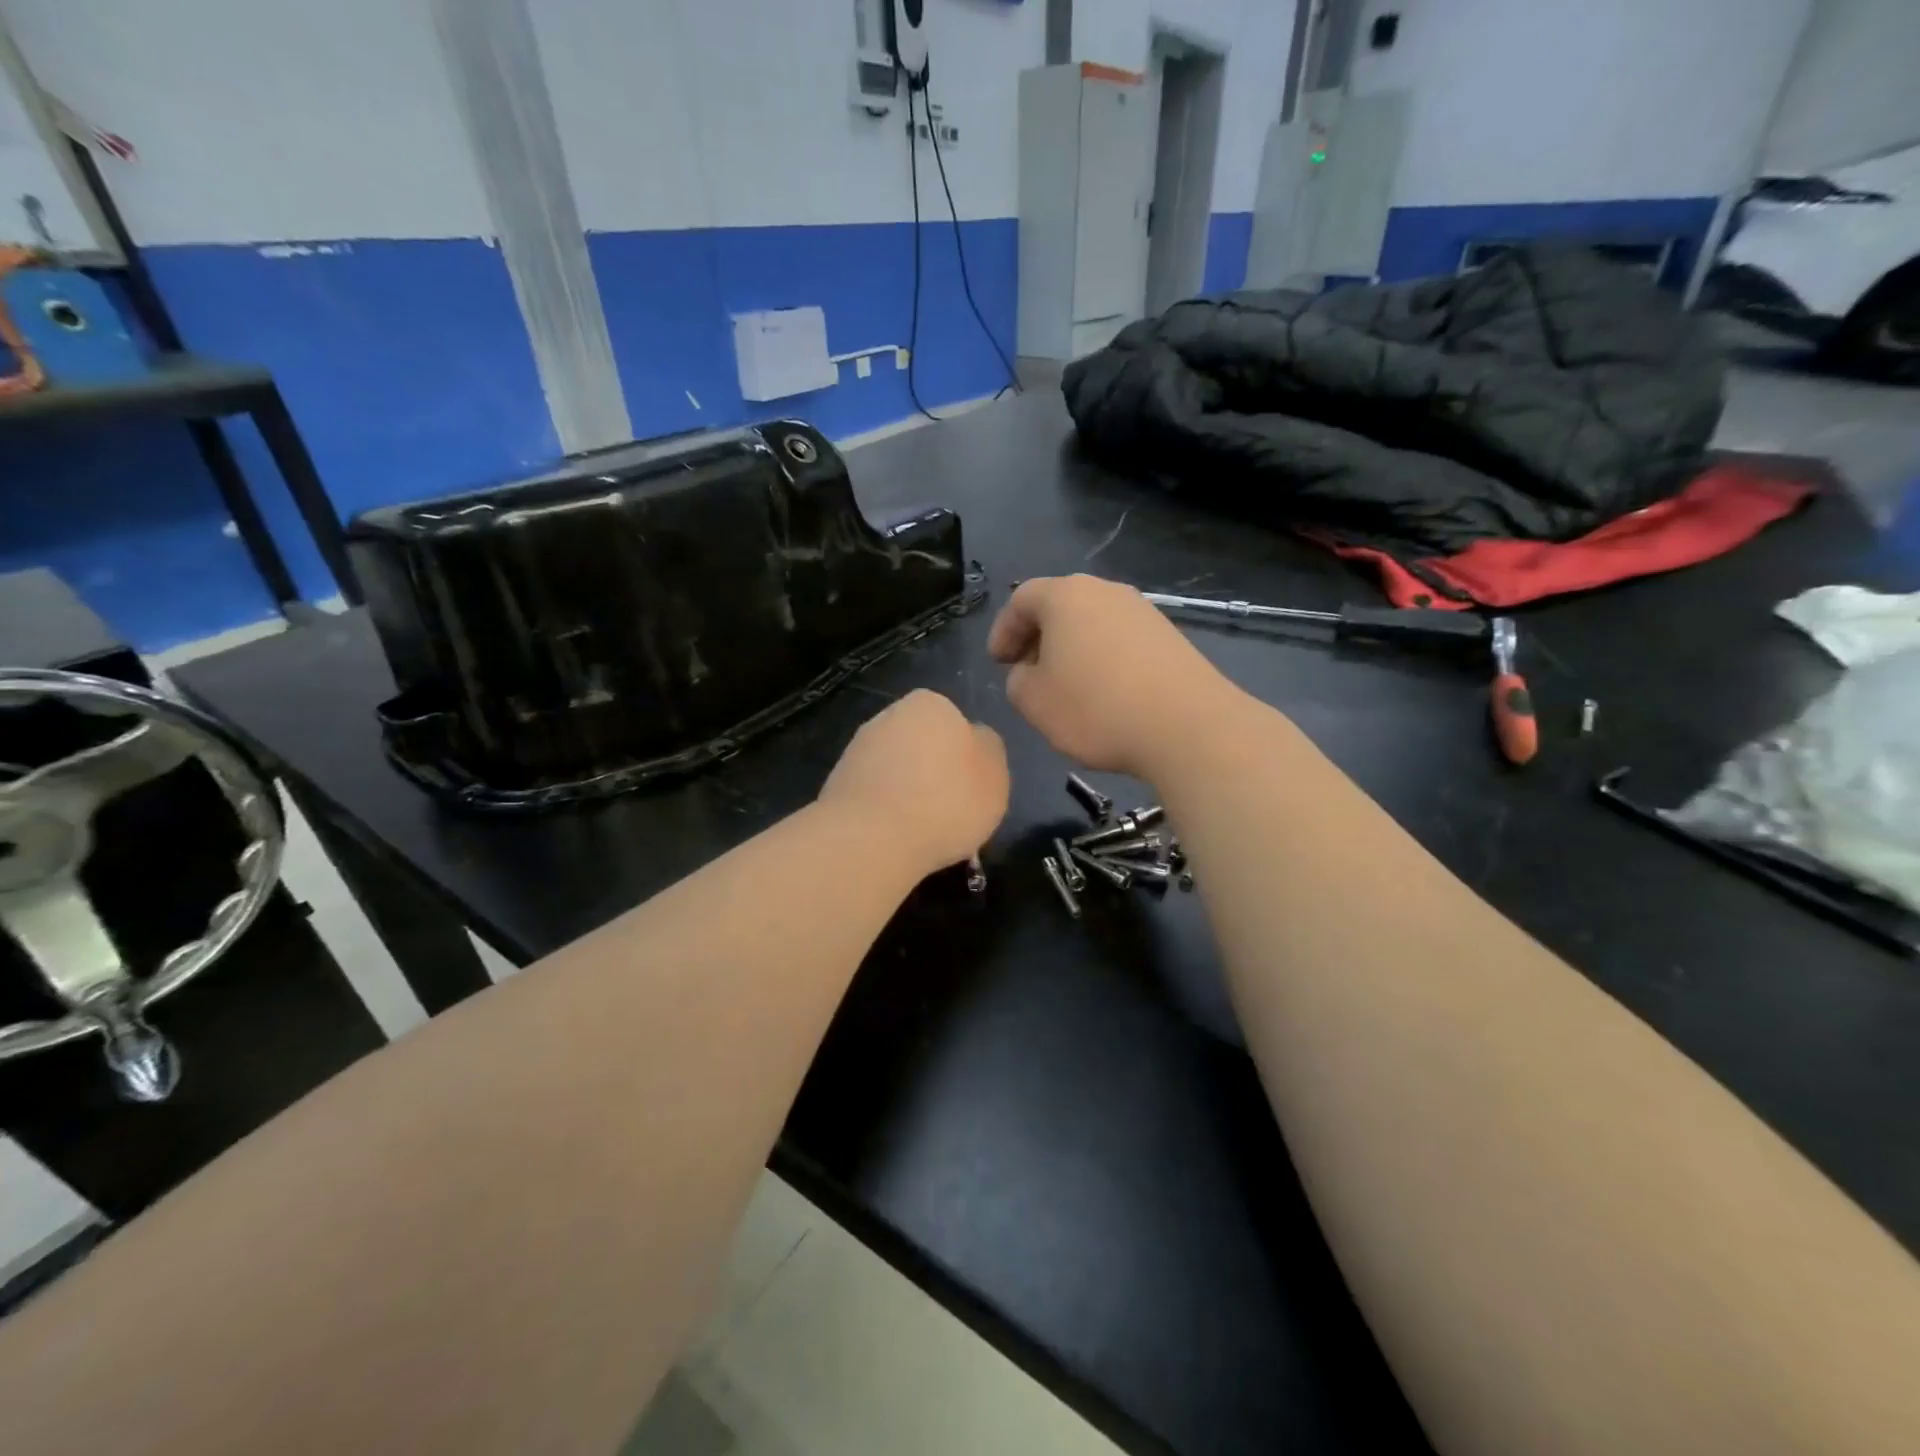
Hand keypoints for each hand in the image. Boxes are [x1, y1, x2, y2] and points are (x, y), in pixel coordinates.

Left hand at [818, 690, 1008, 877]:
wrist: (872, 839)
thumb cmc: (946, 801)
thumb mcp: (996, 775)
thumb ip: (989, 751)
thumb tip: (975, 741)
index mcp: (931, 704)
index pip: (956, 724)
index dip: (967, 759)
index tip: (971, 790)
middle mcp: (889, 716)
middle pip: (923, 744)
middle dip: (934, 773)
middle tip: (950, 811)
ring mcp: (858, 748)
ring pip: (896, 770)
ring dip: (908, 793)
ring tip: (922, 831)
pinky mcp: (837, 782)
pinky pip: (874, 794)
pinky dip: (885, 811)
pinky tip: (894, 837)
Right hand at [988, 575, 1243, 776]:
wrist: (1186, 725)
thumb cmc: (1096, 708)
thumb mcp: (1034, 701)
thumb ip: (1017, 680)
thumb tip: (1030, 671)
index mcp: (1066, 596)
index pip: (1022, 599)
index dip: (1003, 629)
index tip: (998, 662)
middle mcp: (1106, 591)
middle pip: (1060, 605)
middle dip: (1038, 637)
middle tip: (1027, 671)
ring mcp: (1142, 611)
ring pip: (1093, 622)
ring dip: (1072, 648)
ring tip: (1065, 685)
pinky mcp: (1169, 636)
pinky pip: (1121, 640)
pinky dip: (1102, 658)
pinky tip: (1104, 693)